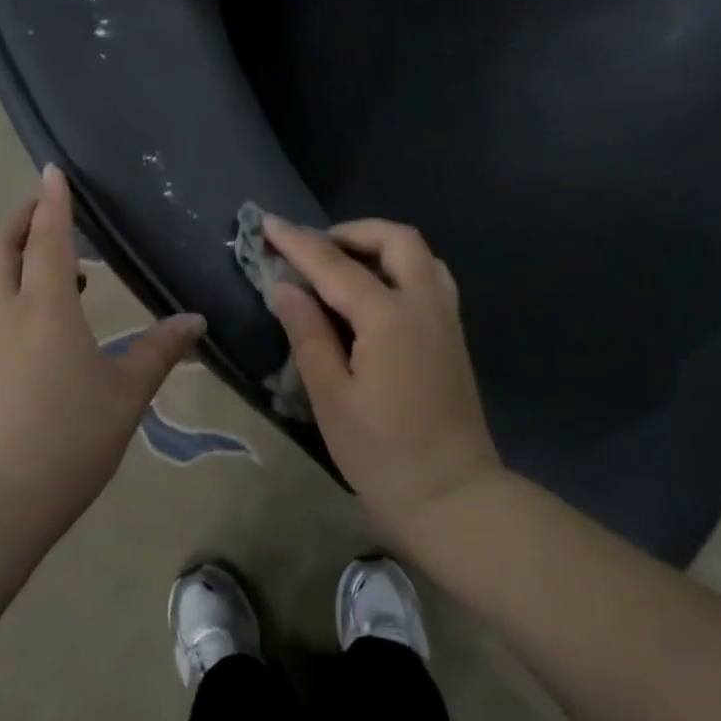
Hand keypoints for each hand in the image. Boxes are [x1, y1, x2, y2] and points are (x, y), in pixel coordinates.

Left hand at [0, 166, 205, 521]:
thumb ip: (159, 351)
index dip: (51, 203)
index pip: (46, 239)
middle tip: (43, 208)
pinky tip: (49, 326)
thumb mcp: (127, 393)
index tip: (51, 171)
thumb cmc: (69, 436)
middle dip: (18, 221)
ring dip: (15, 259)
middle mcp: (6, 316)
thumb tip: (194, 320)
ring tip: (59, 268)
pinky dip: (16, 296)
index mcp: (45, 309)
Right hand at [262, 215, 505, 539]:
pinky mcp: (454, 338)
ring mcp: (446, 320)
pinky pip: (430, 280)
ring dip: (381, 247)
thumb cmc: (382, 454)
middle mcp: (425, 305)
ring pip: (420, 256)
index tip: (267, 223)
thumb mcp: (331, 397)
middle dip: (353, 232)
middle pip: (397, 240)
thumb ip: (308, 334)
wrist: (452, 497)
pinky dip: (400, 269)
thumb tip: (285, 287)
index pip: (335, 266)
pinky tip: (375, 297)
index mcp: (389, 318)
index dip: (298, 243)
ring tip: (343, 268)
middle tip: (315, 250)